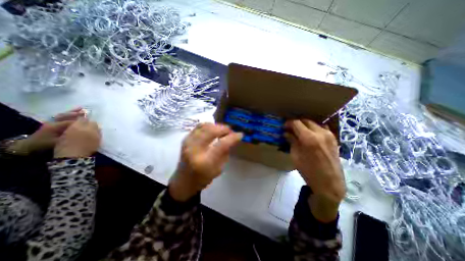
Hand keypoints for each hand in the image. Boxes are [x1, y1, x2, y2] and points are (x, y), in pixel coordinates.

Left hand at [7, 107, 85, 153]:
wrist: (29, 146)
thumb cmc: (45, 144)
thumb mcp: (58, 142)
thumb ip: (69, 137)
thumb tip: (82, 133)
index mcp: (56, 126)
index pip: (71, 122)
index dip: (81, 121)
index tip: (91, 121)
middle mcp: (54, 122)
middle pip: (67, 116)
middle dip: (77, 114)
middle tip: (87, 112)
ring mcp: (52, 122)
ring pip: (64, 115)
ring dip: (73, 112)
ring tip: (81, 109)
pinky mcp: (52, 123)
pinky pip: (61, 117)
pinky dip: (68, 114)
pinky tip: (73, 112)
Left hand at [170, 123, 243, 201]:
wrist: (184, 180)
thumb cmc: (203, 178)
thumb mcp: (219, 169)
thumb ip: (225, 152)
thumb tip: (232, 138)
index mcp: (205, 162)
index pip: (221, 144)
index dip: (232, 137)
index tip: (240, 134)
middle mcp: (194, 149)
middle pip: (211, 131)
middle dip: (224, 128)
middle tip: (230, 131)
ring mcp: (188, 142)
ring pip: (205, 126)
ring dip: (216, 126)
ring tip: (222, 130)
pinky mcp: (185, 138)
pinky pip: (199, 126)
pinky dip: (209, 126)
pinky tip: (213, 130)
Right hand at [284, 120, 344, 221]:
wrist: (329, 183)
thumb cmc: (308, 171)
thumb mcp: (295, 156)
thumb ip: (292, 141)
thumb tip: (286, 133)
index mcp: (309, 138)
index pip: (296, 123)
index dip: (288, 123)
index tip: (284, 126)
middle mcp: (320, 132)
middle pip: (305, 120)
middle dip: (296, 123)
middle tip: (290, 129)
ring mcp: (329, 135)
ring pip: (314, 123)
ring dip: (305, 125)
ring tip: (299, 131)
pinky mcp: (334, 139)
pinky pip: (321, 128)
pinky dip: (313, 128)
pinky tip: (310, 135)